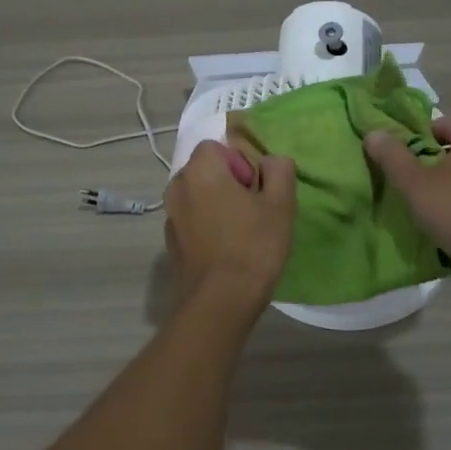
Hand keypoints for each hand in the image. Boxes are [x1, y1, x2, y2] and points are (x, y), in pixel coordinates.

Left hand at [163, 140, 296, 303]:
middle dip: (228, 182)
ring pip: (198, 197)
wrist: (219, 303)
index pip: (217, 146)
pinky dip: (206, 227)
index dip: (240, 162)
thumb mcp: (280, 204)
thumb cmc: (252, 247)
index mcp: (200, 170)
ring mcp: (170, 216)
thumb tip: (271, 161)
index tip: (256, 189)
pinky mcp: (170, 243)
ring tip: (241, 232)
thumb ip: (279, 170)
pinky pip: (192, 221)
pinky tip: (226, 250)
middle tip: (253, 209)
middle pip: (206, 170)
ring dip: (217, 205)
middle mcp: (177, 187)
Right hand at [365, 115, 450, 264]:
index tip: (398, 162)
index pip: (436, 123)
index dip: (412, 140)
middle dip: (427, 161)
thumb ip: (392, 155)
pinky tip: (445, 215)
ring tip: (422, 201)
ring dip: (443, 182)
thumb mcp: (415, 182)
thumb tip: (374, 134)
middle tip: (407, 182)